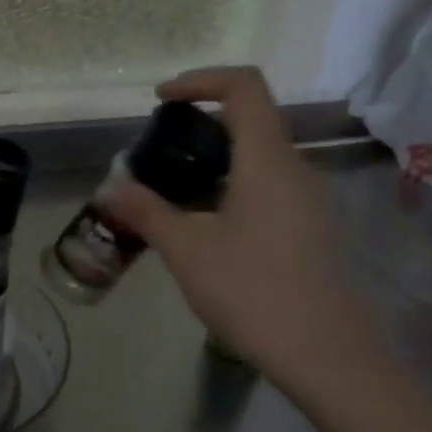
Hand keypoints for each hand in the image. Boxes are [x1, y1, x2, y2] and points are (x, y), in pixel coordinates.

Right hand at [100, 66, 377, 386]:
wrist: (323, 352)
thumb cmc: (251, 290)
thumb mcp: (186, 250)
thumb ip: (146, 211)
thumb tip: (109, 188)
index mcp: (267, 160)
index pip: (244, 87)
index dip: (201, 80)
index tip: (161, 101)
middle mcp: (295, 169)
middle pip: (251, 120)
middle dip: (199, 126)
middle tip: (156, 157)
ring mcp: (308, 200)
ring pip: (258, 158)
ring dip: (213, 162)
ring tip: (170, 196)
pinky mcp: (310, 228)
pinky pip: (267, 188)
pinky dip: (230, 188)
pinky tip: (204, 229)